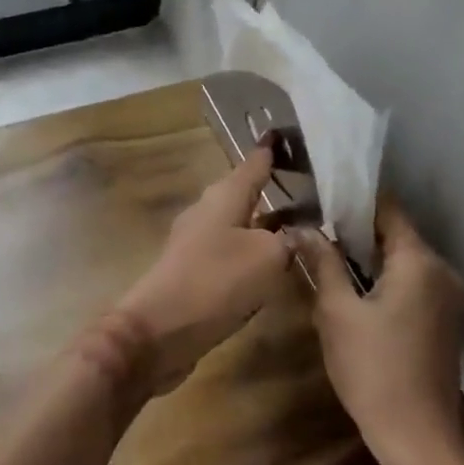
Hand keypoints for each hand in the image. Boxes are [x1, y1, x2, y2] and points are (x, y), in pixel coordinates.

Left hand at [110, 147, 292, 395]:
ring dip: (263, 223)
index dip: (270, 149)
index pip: (254, 163)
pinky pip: (231, 252)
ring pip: (238, 224)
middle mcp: (208, 212)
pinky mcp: (194, 272)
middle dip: (270, 187)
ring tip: (297, 225)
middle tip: (305, 184)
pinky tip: (270, 265)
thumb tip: (297, 233)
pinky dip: (252, 252)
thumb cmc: (215, 282)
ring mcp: (197, 242)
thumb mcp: (266, 257)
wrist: (158, 331)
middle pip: (244, 192)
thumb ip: (287, 241)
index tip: (283, 132)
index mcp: (224, 197)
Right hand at [294, 198, 463, 464]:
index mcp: (419, 261)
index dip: (353, 200)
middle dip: (357, 229)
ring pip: (404, 259)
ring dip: (370, 256)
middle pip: (397, 233)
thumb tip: (300, 228)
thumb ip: (323, 262)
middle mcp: (441, 271)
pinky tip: (356, 290)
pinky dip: (386, 278)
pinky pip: (413, 282)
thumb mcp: (337, 312)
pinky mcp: (445, 320)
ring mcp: (448, 297)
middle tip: (316, 229)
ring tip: (329, 256)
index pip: (387, 209)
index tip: (320, 198)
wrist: (419, 440)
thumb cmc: (373, 370)